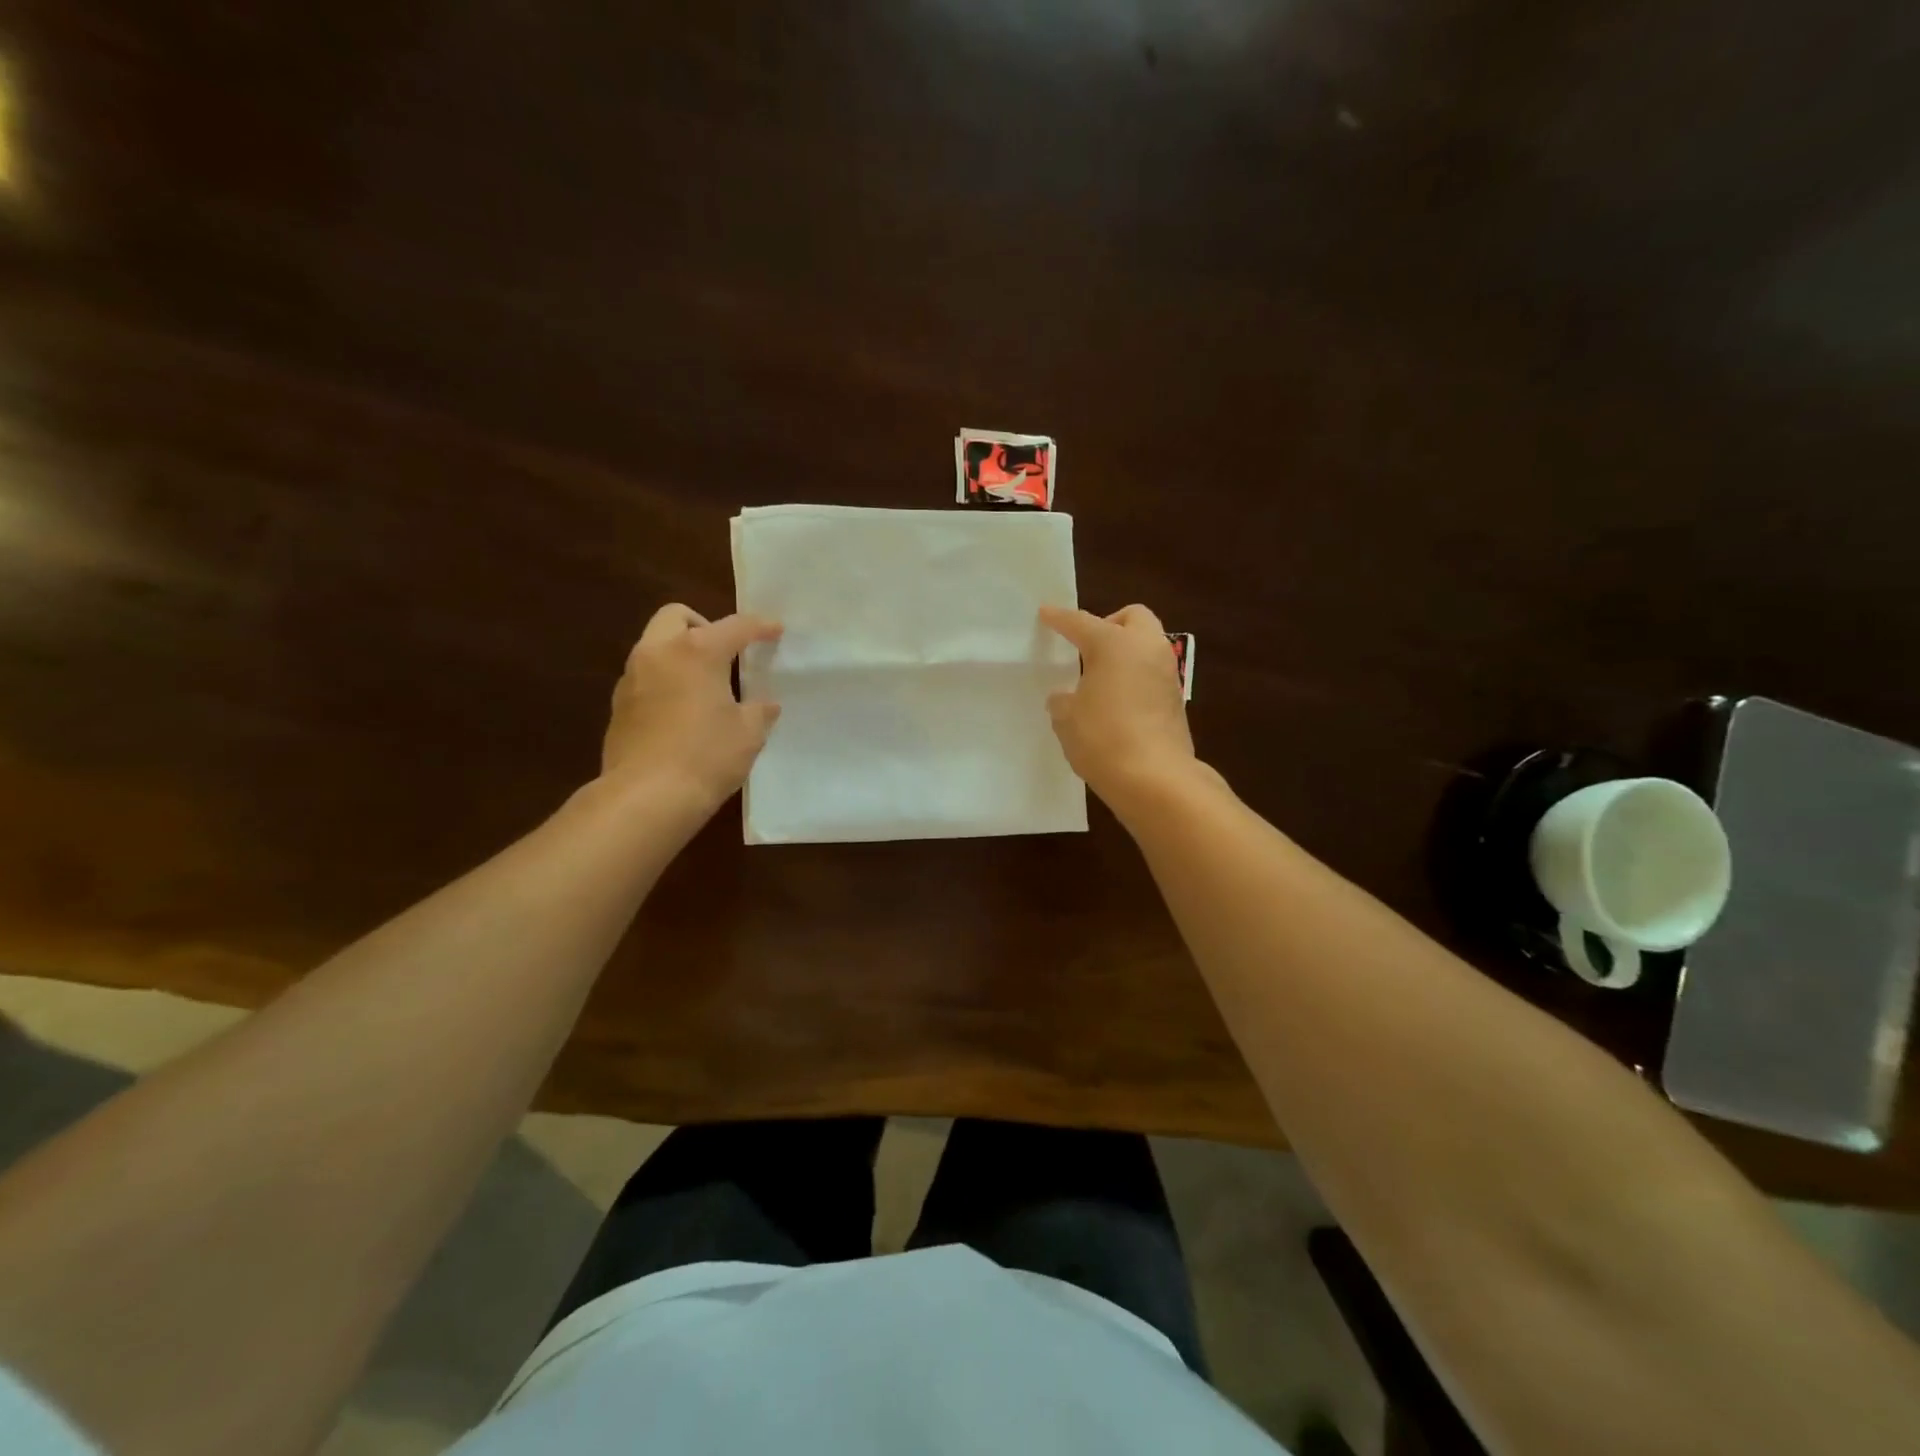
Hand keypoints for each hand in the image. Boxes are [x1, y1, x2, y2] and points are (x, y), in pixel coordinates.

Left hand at [601, 604, 782, 812]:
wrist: (646, 797)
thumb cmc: (707, 757)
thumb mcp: (748, 733)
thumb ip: (759, 710)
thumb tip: (764, 705)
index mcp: (697, 651)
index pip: (735, 627)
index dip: (760, 626)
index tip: (776, 630)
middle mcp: (659, 653)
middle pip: (676, 616)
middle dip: (702, 624)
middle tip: (724, 652)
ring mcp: (632, 678)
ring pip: (655, 645)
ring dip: (680, 653)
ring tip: (704, 685)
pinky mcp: (619, 706)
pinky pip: (645, 677)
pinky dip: (665, 681)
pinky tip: (682, 712)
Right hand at [1039, 603, 1196, 802]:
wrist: (1155, 779)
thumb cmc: (1103, 739)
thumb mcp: (1067, 719)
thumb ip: (1063, 701)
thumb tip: (1066, 698)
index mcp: (1114, 644)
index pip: (1081, 622)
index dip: (1060, 618)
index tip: (1045, 614)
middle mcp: (1146, 648)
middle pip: (1132, 618)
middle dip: (1110, 624)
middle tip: (1087, 646)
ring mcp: (1168, 673)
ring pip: (1147, 645)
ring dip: (1126, 652)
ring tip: (1101, 677)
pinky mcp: (1176, 700)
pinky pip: (1152, 674)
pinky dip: (1136, 677)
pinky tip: (1117, 701)